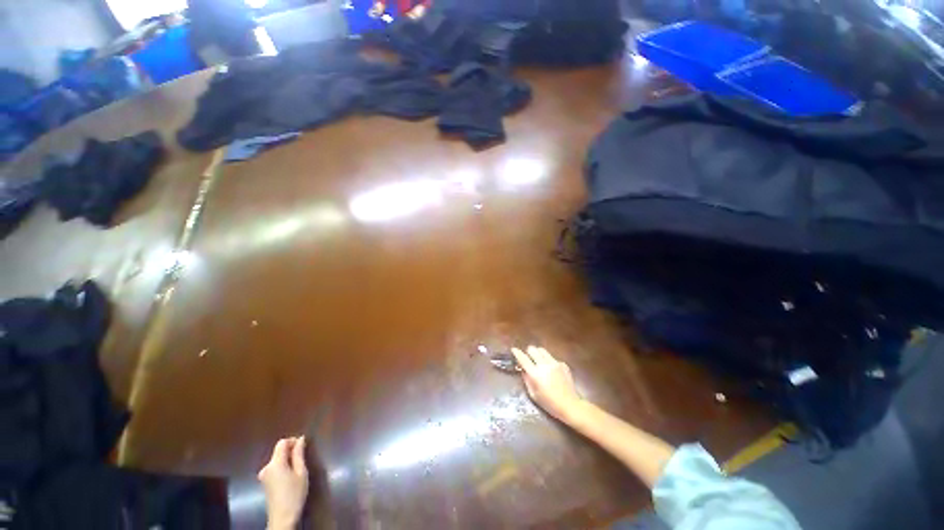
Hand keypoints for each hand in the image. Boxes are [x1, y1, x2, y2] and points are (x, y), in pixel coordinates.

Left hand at [258, 437, 308, 529]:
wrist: (282, 518)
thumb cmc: (294, 494)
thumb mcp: (301, 472)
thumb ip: (299, 454)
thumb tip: (301, 439)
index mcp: (275, 463)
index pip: (282, 443)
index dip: (293, 440)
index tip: (304, 445)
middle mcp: (266, 467)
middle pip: (278, 451)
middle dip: (291, 450)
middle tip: (304, 457)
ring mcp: (263, 475)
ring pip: (277, 459)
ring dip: (287, 459)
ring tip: (299, 467)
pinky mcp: (264, 482)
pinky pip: (274, 467)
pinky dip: (283, 466)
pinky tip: (291, 475)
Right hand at [512, 346, 584, 422]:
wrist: (570, 405)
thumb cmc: (549, 403)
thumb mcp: (533, 395)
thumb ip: (527, 380)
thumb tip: (523, 370)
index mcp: (535, 374)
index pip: (523, 358)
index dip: (517, 353)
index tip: (513, 350)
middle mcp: (544, 365)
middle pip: (533, 349)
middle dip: (528, 352)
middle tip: (528, 358)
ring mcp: (555, 363)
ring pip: (542, 350)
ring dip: (538, 354)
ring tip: (538, 361)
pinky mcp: (563, 364)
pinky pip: (552, 357)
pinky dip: (548, 361)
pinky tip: (551, 370)